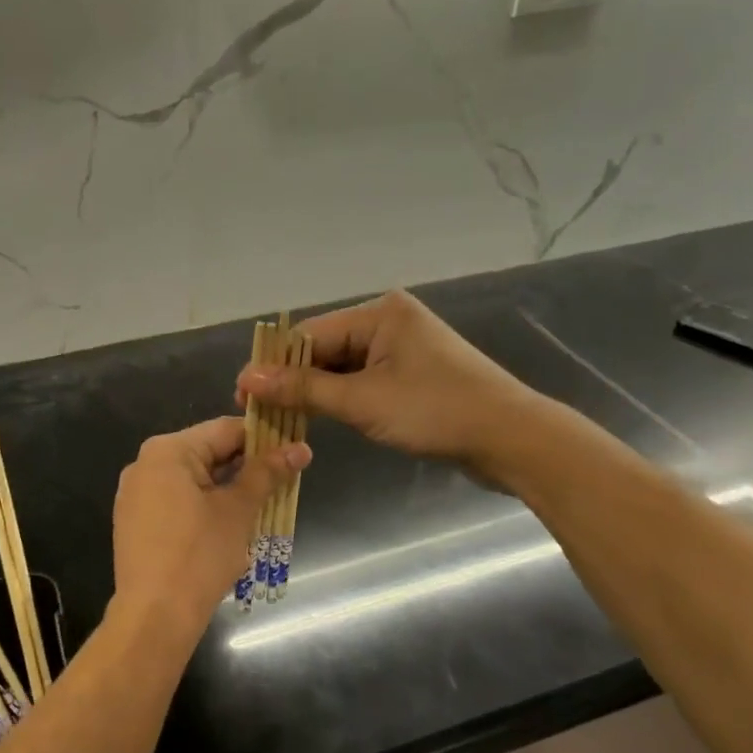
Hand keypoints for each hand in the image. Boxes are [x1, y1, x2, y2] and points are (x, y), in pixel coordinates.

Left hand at [112, 417, 309, 625]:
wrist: (154, 615)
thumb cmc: (199, 555)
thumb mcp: (238, 510)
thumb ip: (267, 473)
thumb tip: (301, 448)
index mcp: (167, 450)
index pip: (225, 429)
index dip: (264, 439)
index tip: (293, 452)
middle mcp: (145, 464)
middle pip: (207, 452)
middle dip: (246, 467)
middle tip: (283, 482)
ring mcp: (135, 494)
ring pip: (193, 479)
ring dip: (227, 488)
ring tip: (261, 504)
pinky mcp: (135, 521)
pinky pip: (176, 500)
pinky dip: (203, 505)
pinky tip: (228, 525)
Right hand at [237, 291, 533, 469]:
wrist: (510, 438)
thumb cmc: (436, 412)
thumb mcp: (363, 401)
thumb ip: (304, 389)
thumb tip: (249, 379)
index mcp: (380, 313)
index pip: (310, 335)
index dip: (274, 366)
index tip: (242, 393)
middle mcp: (389, 321)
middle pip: (325, 348)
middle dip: (293, 380)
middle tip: (258, 411)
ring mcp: (403, 347)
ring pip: (342, 366)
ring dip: (315, 391)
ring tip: (281, 417)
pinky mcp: (412, 373)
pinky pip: (363, 379)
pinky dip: (341, 397)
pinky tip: (319, 416)